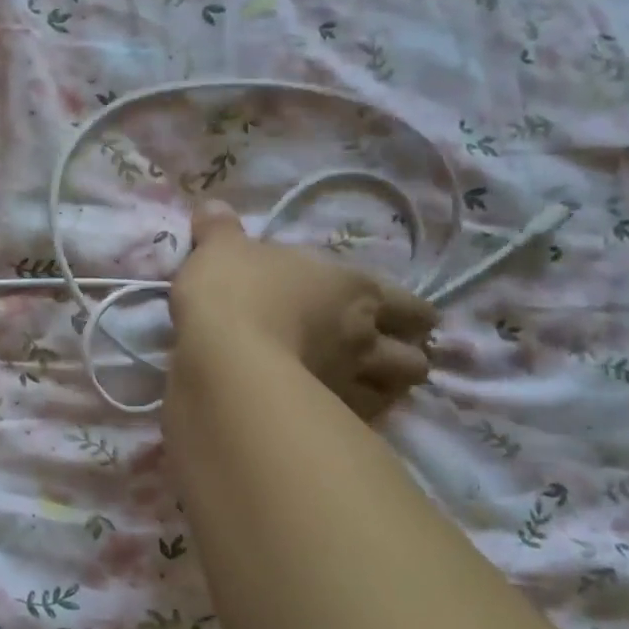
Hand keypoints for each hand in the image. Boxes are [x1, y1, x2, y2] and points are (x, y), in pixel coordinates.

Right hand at [169, 201, 437, 419]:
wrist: (225, 357)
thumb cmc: (234, 292)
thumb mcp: (220, 249)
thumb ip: (220, 229)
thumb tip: (212, 207)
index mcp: (354, 289)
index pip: (411, 305)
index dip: (412, 314)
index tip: (403, 318)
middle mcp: (365, 338)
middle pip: (416, 357)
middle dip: (406, 356)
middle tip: (384, 355)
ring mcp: (351, 383)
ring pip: (396, 394)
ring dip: (387, 390)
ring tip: (366, 387)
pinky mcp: (327, 419)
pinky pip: (358, 421)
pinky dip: (352, 416)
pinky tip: (333, 412)